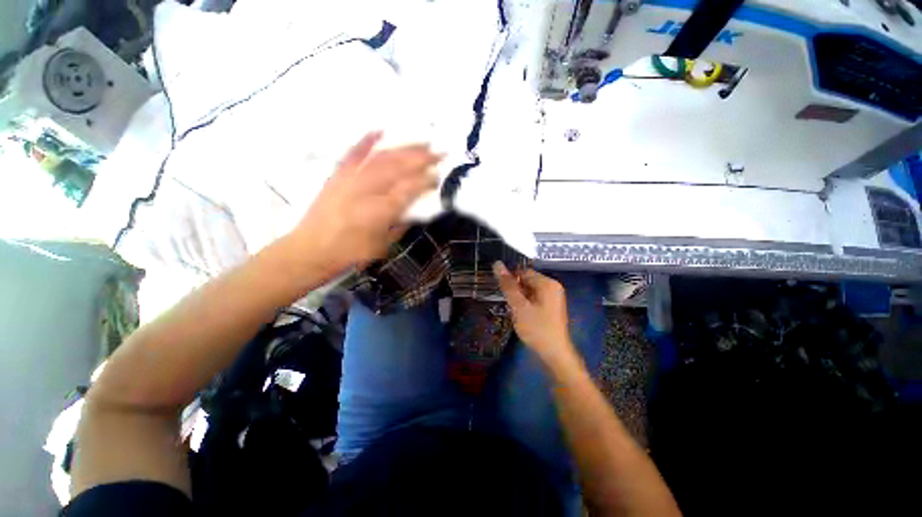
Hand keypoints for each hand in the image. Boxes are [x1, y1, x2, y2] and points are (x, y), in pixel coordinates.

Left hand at [291, 132, 440, 276]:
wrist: (310, 250)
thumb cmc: (350, 253)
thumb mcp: (383, 245)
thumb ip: (400, 224)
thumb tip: (413, 209)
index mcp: (381, 210)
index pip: (410, 188)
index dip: (427, 180)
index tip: (439, 175)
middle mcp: (367, 189)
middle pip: (399, 167)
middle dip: (422, 158)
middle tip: (439, 152)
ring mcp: (350, 179)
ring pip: (381, 157)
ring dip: (404, 148)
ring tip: (422, 143)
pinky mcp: (338, 175)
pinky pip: (353, 153)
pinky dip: (366, 140)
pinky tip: (379, 131)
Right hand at [493, 262, 574, 363]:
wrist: (555, 354)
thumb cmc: (536, 328)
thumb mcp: (519, 306)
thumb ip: (507, 285)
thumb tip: (497, 264)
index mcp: (547, 283)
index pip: (523, 271)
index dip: (510, 279)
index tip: (501, 291)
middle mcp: (553, 287)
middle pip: (527, 280)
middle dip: (515, 290)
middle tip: (509, 304)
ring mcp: (553, 297)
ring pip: (530, 290)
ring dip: (520, 298)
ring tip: (514, 311)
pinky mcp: (552, 307)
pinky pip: (535, 298)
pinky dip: (526, 304)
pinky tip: (522, 315)